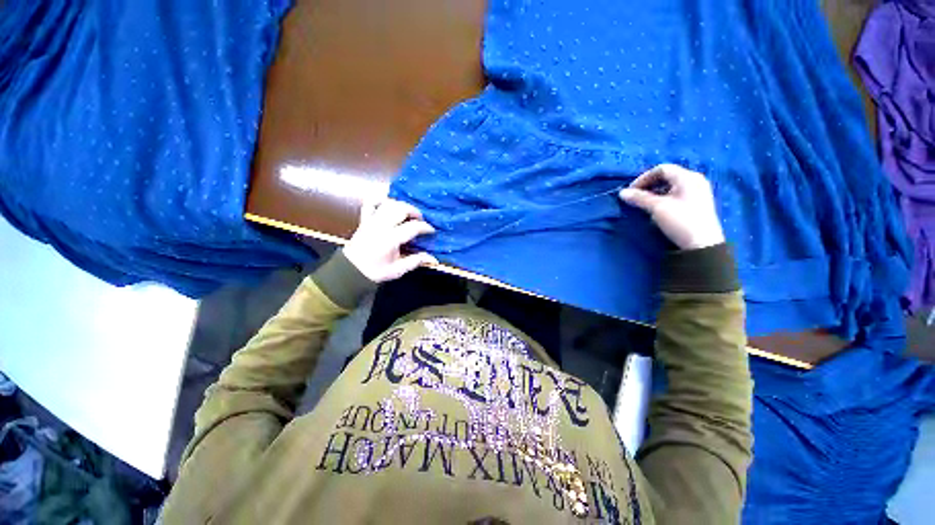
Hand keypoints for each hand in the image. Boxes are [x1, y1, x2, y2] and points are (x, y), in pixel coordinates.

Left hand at [343, 198, 438, 282]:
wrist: (351, 270)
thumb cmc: (376, 271)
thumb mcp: (398, 270)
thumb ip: (416, 261)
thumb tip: (434, 259)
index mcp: (391, 239)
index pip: (413, 227)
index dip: (425, 227)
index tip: (431, 231)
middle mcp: (381, 226)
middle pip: (401, 209)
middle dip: (414, 211)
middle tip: (421, 219)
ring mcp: (371, 220)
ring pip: (388, 203)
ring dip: (401, 205)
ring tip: (408, 212)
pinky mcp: (364, 219)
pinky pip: (371, 203)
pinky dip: (380, 199)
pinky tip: (389, 202)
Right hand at [619, 164, 725, 249]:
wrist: (701, 244)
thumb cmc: (680, 220)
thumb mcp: (657, 207)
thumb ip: (639, 198)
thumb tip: (622, 192)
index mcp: (687, 177)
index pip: (661, 169)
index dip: (643, 178)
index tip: (631, 191)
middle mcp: (694, 180)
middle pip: (667, 176)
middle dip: (648, 185)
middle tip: (636, 197)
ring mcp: (698, 192)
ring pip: (671, 186)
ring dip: (655, 192)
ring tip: (644, 204)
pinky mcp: (697, 203)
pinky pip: (676, 194)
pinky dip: (663, 198)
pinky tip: (657, 208)